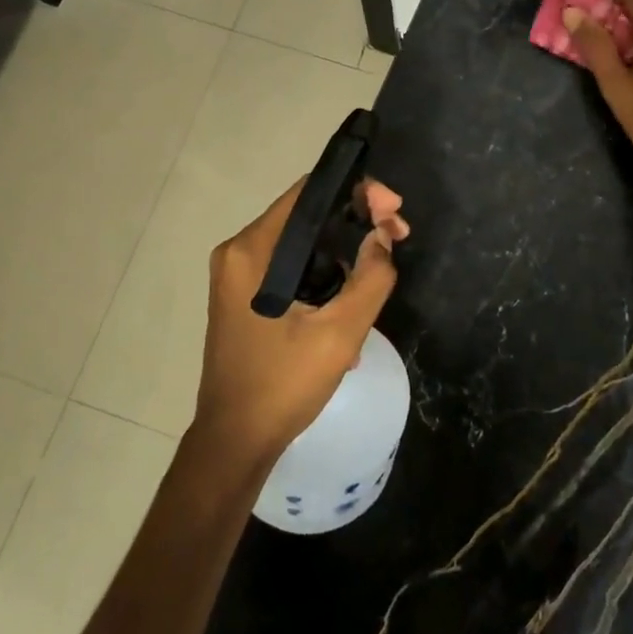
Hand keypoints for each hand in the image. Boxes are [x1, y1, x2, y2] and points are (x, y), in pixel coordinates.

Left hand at [193, 177, 409, 469]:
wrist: (235, 441)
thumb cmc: (283, 385)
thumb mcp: (340, 333)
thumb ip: (371, 278)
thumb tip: (383, 236)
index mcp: (253, 250)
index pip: (310, 192)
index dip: (358, 192)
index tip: (394, 212)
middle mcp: (240, 252)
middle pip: (308, 215)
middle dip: (357, 222)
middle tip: (398, 238)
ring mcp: (238, 275)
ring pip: (304, 243)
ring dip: (344, 254)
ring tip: (379, 278)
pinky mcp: (245, 295)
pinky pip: (292, 267)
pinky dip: (324, 275)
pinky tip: (349, 307)